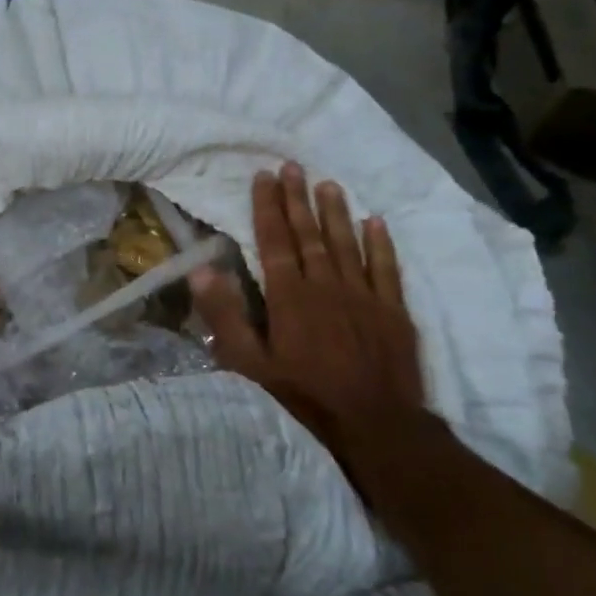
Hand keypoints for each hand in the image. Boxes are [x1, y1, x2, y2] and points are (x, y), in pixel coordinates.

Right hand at [190, 163, 432, 497]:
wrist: (377, 429)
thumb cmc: (304, 400)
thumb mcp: (249, 366)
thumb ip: (226, 316)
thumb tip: (201, 269)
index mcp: (290, 297)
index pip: (275, 241)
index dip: (267, 207)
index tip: (264, 176)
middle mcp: (327, 286)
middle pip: (309, 234)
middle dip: (298, 198)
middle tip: (293, 166)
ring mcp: (364, 297)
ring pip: (347, 244)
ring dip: (336, 213)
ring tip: (328, 183)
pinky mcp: (394, 312)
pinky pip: (387, 269)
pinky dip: (381, 244)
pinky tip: (375, 222)